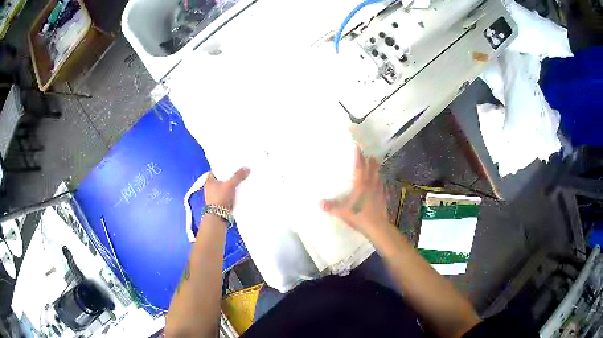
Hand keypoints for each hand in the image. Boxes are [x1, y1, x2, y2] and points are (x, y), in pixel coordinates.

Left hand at [204, 168, 249, 210]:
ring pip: (225, 186)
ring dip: (231, 184)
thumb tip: (247, 168)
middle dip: (229, 175)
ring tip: (241, 179)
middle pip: (221, 178)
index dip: (223, 166)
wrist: (219, 216)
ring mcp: (215, 195)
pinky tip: (239, 190)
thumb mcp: (230, 185)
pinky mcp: (220, 202)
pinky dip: (232, 192)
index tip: (231, 164)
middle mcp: (210, 187)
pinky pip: (228, 194)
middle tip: (238, 170)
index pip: (216, 169)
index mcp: (209, 180)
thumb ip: (238, 176)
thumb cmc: (220, 198)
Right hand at [321, 146, 389, 236]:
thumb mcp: (342, 212)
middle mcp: (371, 184)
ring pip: (379, 175)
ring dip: (376, 169)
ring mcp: (379, 190)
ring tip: (375, 165)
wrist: (377, 227)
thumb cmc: (359, 216)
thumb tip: (319, 202)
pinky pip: (382, 185)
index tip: (358, 146)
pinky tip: (380, 183)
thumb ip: (331, 207)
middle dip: (371, 160)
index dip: (359, 156)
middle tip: (369, 154)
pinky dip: (380, 181)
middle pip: (373, 168)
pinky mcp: (384, 197)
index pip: (360, 166)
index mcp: (361, 185)